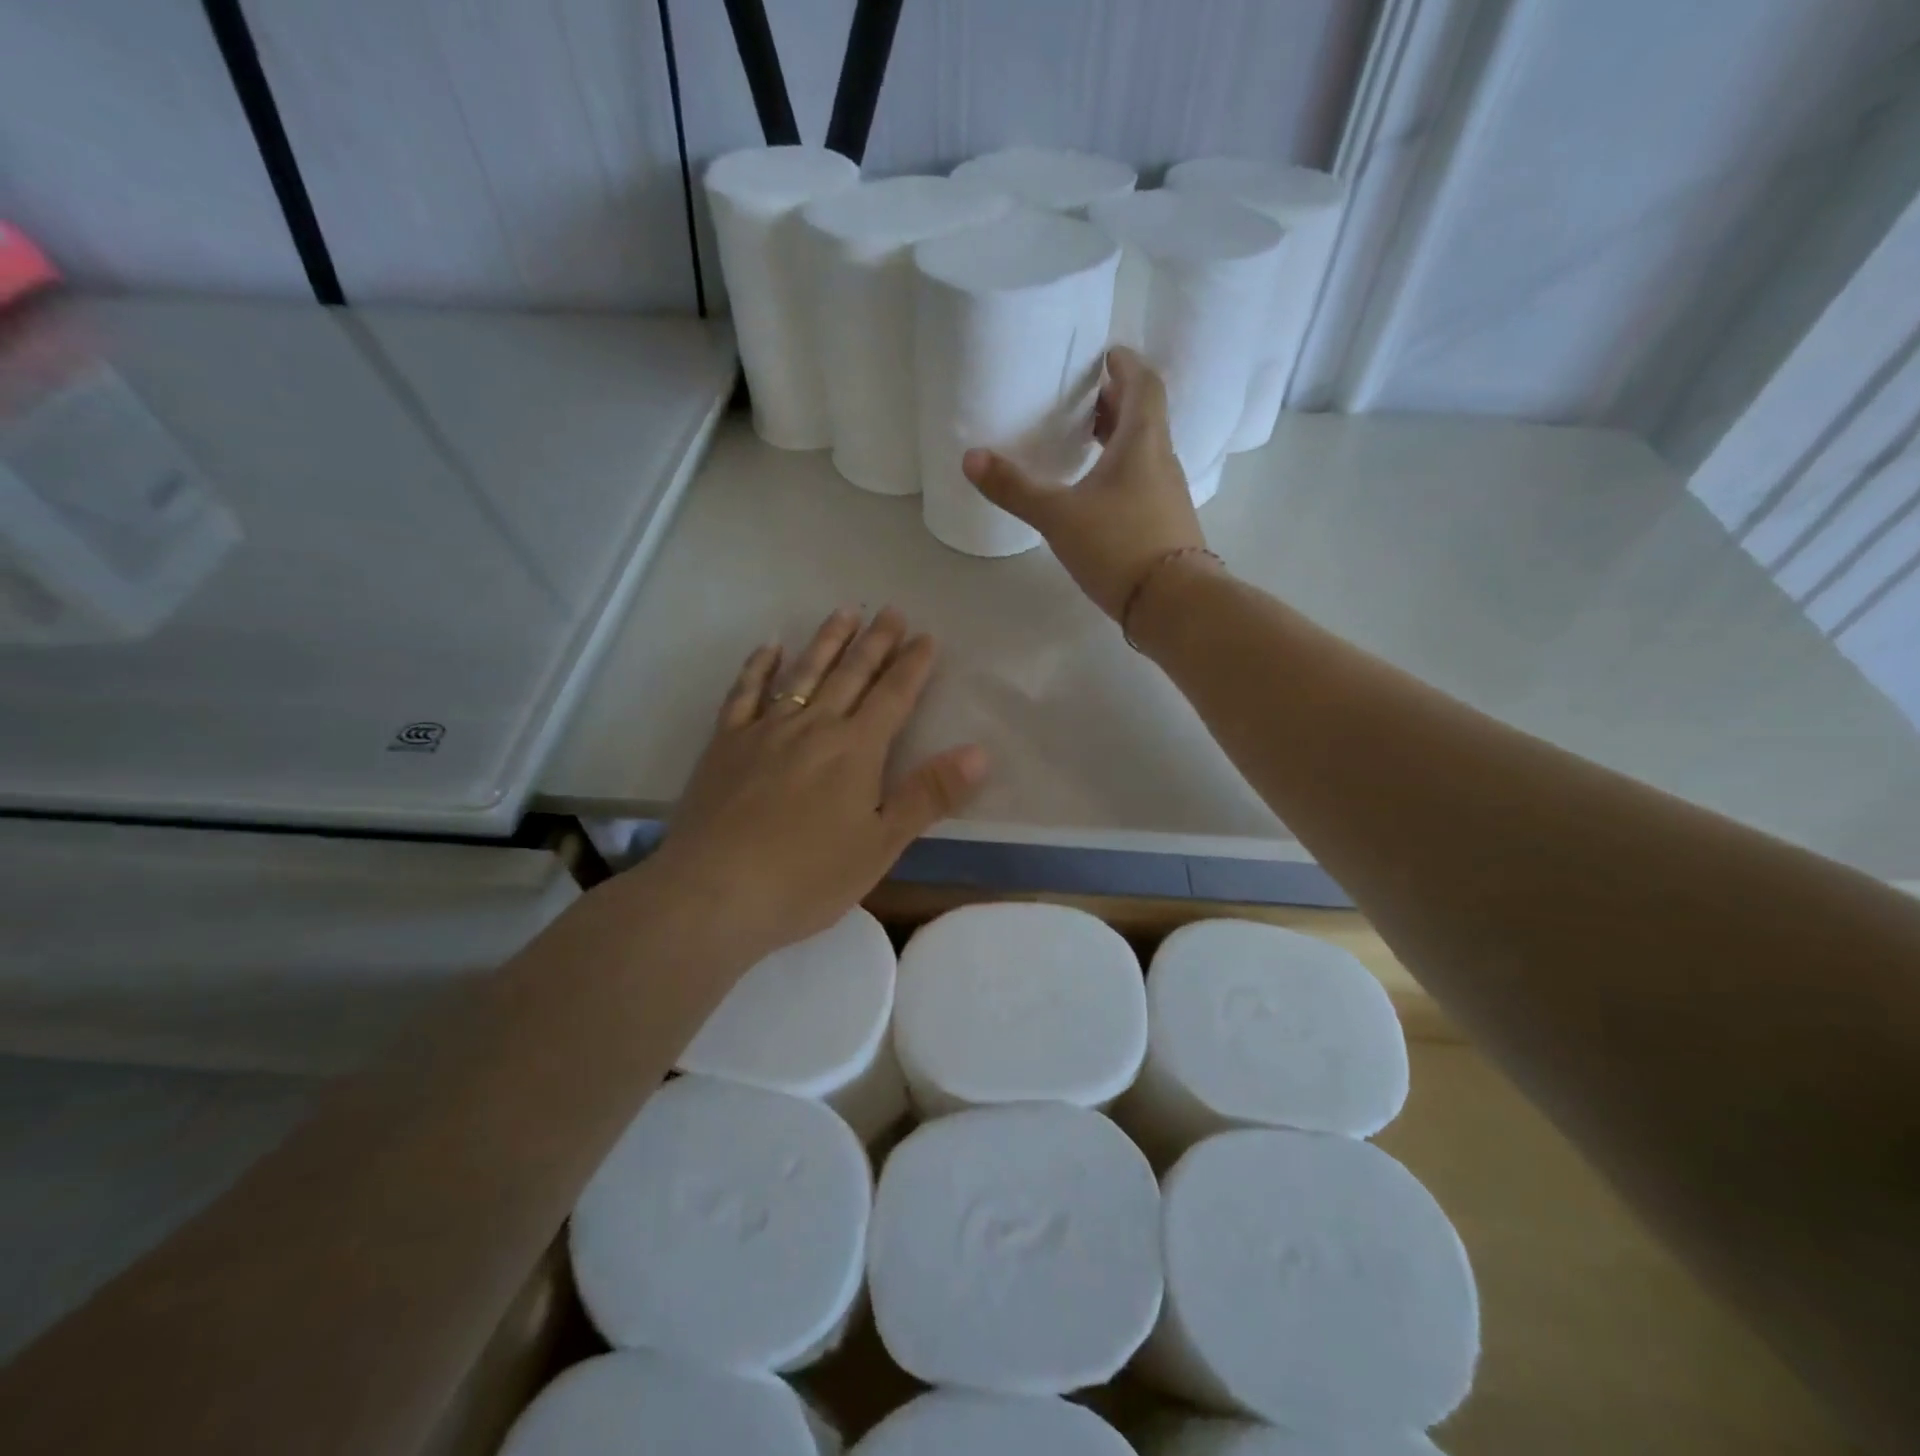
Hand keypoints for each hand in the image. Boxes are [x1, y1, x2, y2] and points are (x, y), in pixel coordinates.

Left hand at [639, 607, 986, 963]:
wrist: (715, 892)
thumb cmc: (807, 877)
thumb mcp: (881, 845)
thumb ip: (928, 795)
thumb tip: (979, 752)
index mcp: (856, 750)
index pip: (893, 696)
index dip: (912, 665)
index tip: (926, 636)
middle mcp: (814, 727)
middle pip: (850, 674)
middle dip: (875, 641)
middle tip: (891, 610)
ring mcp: (765, 730)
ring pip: (803, 673)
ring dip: (827, 641)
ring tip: (844, 611)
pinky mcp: (726, 743)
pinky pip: (744, 692)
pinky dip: (759, 666)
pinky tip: (769, 647)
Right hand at [962, 346, 1207, 619]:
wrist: (1174, 604)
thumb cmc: (1118, 546)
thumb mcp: (1059, 516)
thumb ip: (1015, 488)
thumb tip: (970, 458)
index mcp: (1142, 441)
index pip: (1143, 384)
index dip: (1125, 364)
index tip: (1106, 355)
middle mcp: (1161, 460)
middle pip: (1143, 416)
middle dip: (1115, 401)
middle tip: (1083, 397)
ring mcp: (1167, 494)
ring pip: (1143, 450)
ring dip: (1117, 437)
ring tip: (1084, 441)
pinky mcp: (1166, 524)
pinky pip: (1143, 481)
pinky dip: (1121, 471)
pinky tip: (1096, 494)